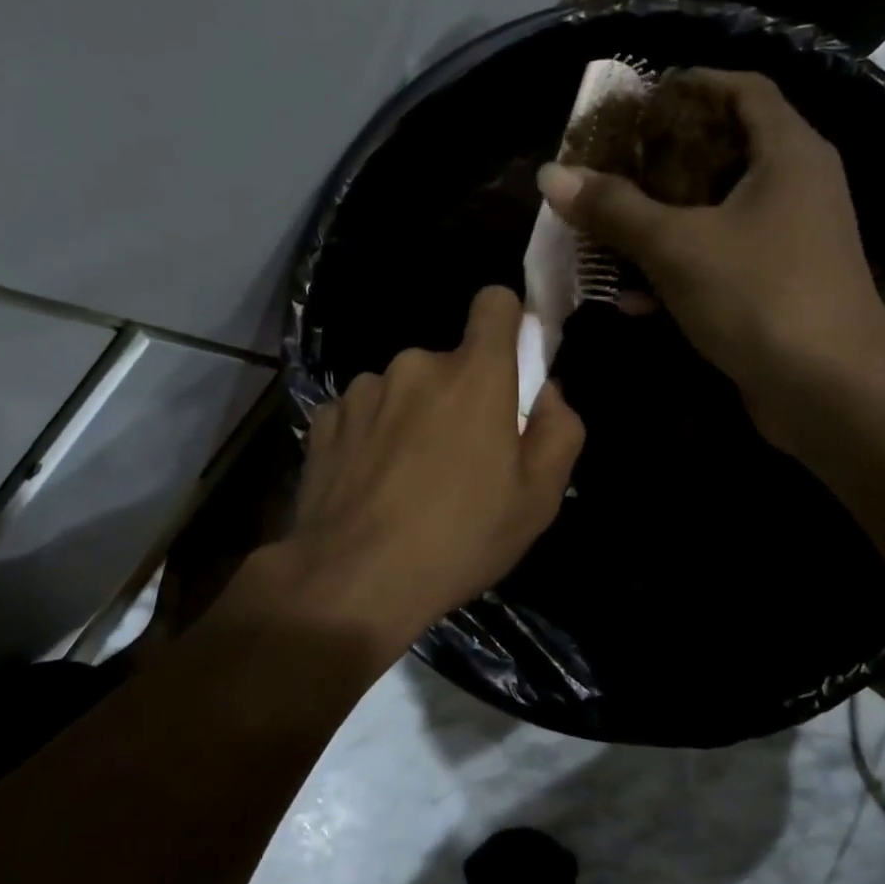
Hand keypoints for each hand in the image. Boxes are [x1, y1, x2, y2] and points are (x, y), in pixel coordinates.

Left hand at [270, 286, 583, 669]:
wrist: (353, 581)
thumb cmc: (459, 539)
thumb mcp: (538, 498)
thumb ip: (559, 430)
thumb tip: (546, 392)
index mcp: (474, 375)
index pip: (494, 302)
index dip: (507, 323)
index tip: (509, 363)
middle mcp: (415, 365)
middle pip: (449, 362)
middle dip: (460, 396)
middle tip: (460, 458)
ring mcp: (363, 389)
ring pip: (404, 387)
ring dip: (413, 416)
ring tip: (409, 478)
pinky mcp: (325, 418)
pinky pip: (364, 412)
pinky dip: (373, 435)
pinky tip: (371, 483)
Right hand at [537, 68, 884, 433]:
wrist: (829, 391)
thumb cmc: (759, 295)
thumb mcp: (677, 246)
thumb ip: (614, 208)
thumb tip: (552, 175)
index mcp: (787, 153)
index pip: (741, 90)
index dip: (689, 86)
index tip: (636, 103)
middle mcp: (795, 187)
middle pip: (722, 152)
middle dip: (660, 162)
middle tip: (607, 169)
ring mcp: (789, 241)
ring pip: (714, 214)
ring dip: (660, 223)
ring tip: (605, 233)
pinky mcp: (776, 287)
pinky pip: (719, 262)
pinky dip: (678, 270)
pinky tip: (631, 299)